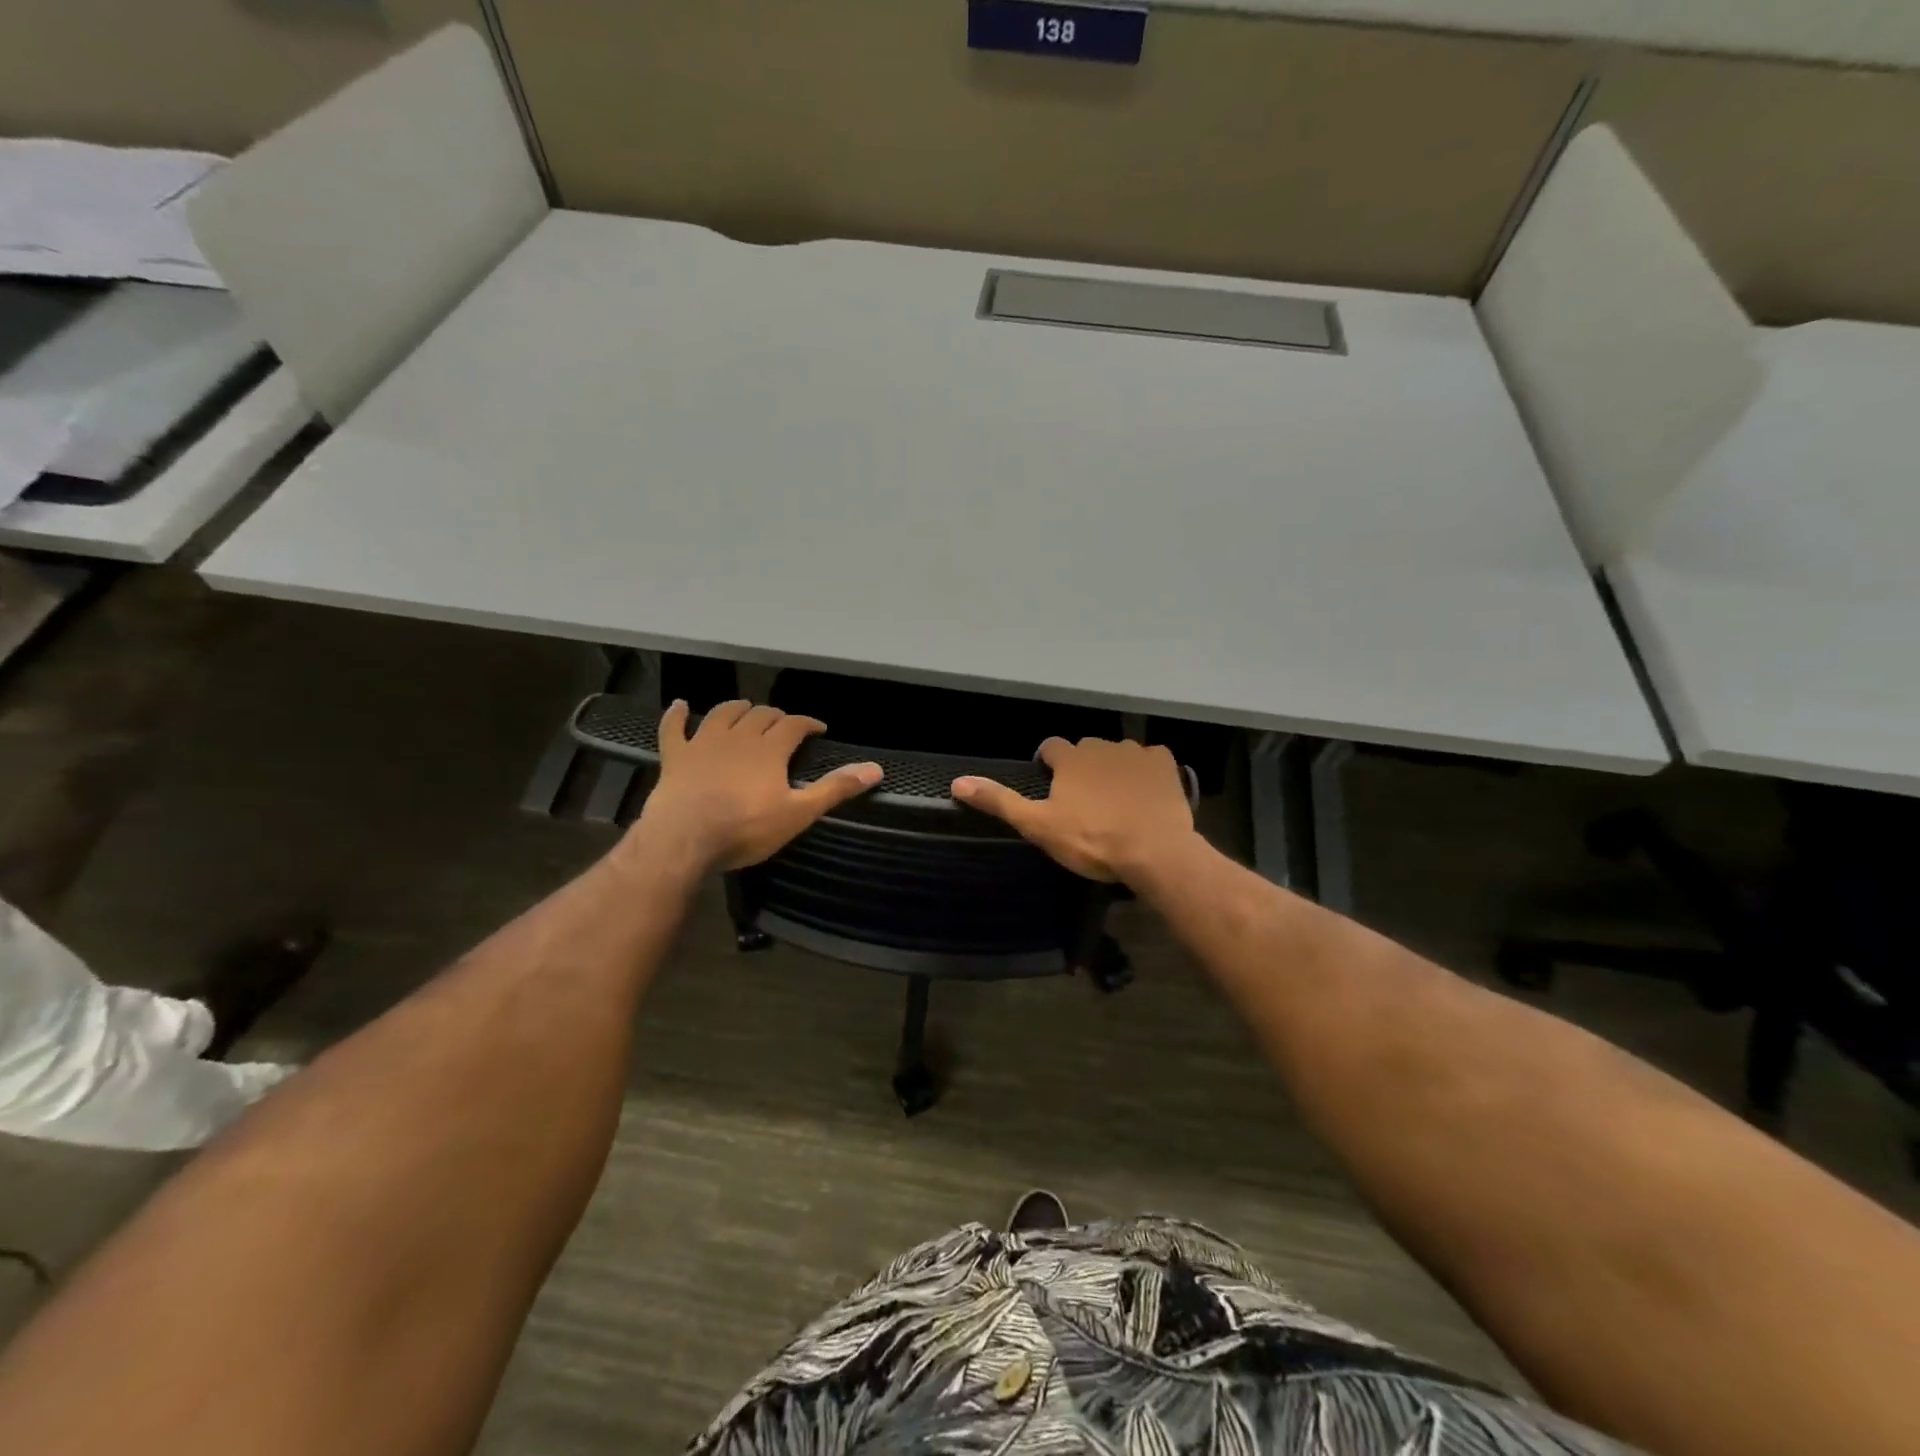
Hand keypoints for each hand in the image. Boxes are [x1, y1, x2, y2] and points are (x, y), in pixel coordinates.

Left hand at [625, 700, 880, 873]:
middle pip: (760, 715)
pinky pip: (674, 728)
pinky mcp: (675, 756)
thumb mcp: (798, 813)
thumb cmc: (746, 828)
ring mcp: (703, 743)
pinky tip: (680, 705)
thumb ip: (835, 789)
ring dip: (737, 708)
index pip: (794, 725)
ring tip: (746, 709)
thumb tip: (876, 769)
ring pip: (723, 714)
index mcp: (769, 749)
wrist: (685, 838)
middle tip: (784, 725)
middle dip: (775, 716)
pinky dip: (677, 715)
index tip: (819, 728)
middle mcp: (739, 736)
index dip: (808, 723)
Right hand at [952, 737, 1194, 882]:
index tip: (1053, 789)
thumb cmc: (1091, 840)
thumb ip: (1000, 801)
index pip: (1050, 747)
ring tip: (1116, 802)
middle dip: (1082, 768)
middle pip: (1085, 750)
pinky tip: (1146, 795)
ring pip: (1117, 754)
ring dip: (1113, 770)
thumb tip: (957, 782)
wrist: (1154, 852)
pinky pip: (1151, 760)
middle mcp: (1101, 745)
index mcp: (1070, 758)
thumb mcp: (1038, 826)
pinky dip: (1146, 773)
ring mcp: (1136, 753)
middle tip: (1084, 802)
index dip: (1049, 766)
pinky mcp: (1165, 764)